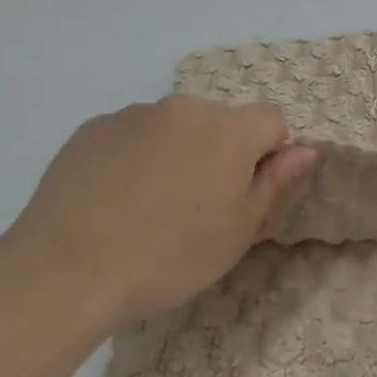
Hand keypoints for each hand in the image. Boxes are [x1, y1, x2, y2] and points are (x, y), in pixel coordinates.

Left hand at [4, 95, 318, 325]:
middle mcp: (184, 108)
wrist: (69, 268)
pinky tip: (114, 201)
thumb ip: (276, 182)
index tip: (246, 194)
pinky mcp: (92, 129)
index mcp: (228, 130)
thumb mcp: (239, 230)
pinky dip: (133, 158)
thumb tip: (307, 149)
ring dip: (175, 154)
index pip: (271, 120)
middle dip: (219, 153)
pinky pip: (130, 136)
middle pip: (219, 123)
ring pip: (173, 128)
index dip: (268, 154)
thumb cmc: (171, 255)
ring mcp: (133, 114)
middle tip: (197, 208)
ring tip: (148, 208)